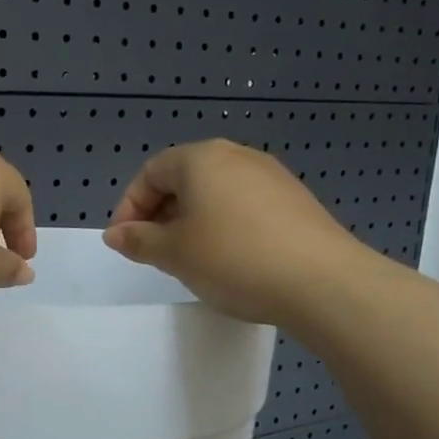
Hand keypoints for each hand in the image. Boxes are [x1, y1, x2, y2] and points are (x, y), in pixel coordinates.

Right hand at [102, 139, 364, 324]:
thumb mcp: (174, 253)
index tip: (125, 242)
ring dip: (192, 221)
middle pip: (184, 179)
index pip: (151, 172)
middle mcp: (237, 156)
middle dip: (160, 214)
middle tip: (153, 252)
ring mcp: (271, 177)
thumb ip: (138, 240)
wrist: (323, 283)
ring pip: (215, 193)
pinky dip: (224, 226)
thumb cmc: (233, 259)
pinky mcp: (295, 201)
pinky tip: (229, 259)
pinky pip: (244, 206)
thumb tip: (115, 234)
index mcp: (202, 158)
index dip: (130, 207)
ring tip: (189, 259)